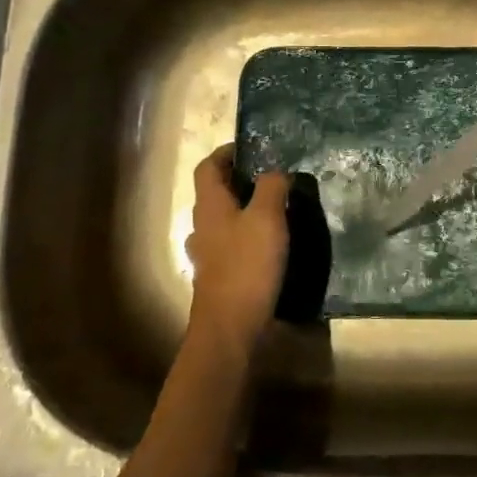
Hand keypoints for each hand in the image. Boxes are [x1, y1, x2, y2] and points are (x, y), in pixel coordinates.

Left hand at [186, 146, 289, 354]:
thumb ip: (271, 187)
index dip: (226, 152)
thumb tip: (274, 171)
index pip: (208, 167)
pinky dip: (246, 237)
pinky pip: (230, 245)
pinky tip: (268, 245)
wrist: (230, 329)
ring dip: (243, 210)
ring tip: (274, 209)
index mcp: (210, 206)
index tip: (251, 147)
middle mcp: (202, 226)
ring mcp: (207, 254)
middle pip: (215, 193)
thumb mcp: (267, 218)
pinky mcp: (217, 277)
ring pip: (222, 220)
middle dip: (239, 181)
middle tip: (271, 177)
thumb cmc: (247, 266)